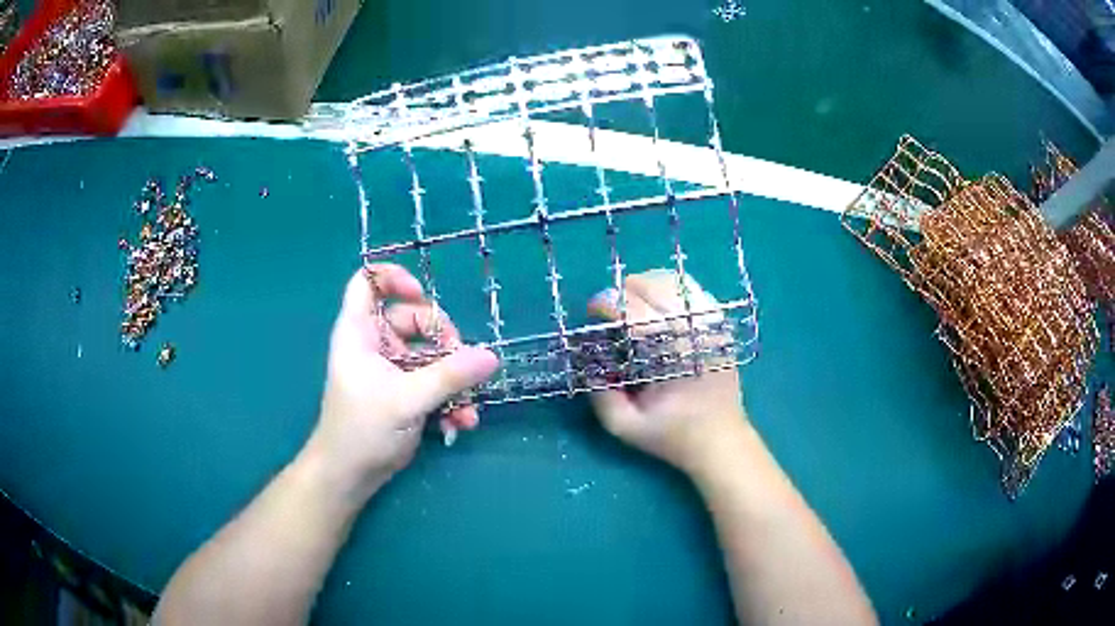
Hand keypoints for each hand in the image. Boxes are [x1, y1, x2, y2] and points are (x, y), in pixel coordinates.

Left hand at [305, 265, 498, 498]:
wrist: (351, 476)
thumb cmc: (363, 430)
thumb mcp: (407, 401)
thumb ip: (449, 377)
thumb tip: (490, 357)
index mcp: (359, 332)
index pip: (367, 283)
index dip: (393, 279)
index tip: (422, 295)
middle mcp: (375, 343)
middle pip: (413, 318)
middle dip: (443, 342)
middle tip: (463, 365)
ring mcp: (391, 368)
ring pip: (430, 354)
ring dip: (454, 379)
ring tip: (467, 407)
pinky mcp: (404, 391)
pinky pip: (433, 381)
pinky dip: (449, 398)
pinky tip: (460, 422)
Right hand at [588, 270, 749, 476]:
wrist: (720, 440)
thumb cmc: (672, 434)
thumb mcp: (624, 426)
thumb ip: (599, 394)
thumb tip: (587, 360)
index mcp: (669, 352)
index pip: (632, 309)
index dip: (606, 303)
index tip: (593, 312)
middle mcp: (692, 329)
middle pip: (652, 286)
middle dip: (623, 291)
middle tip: (611, 310)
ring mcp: (710, 323)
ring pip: (673, 282)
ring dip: (646, 284)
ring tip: (632, 301)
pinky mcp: (720, 324)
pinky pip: (693, 289)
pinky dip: (670, 287)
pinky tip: (659, 301)